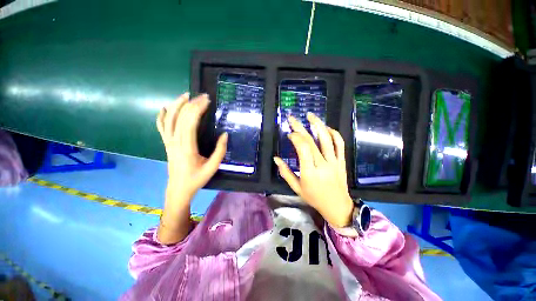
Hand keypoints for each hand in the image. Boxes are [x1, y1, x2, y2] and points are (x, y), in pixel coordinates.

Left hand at [157, 93, 227, 207]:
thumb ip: (220, 150)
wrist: (179, 189)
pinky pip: (160, 127)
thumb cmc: (197, 179)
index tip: (207, 101)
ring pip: (169, 119)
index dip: (198, 109)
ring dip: (177, 105)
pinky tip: (165, 107)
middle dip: (192, 104)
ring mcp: (168, 142)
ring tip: (186, 95)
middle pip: (181, 117)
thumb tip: (225, 134)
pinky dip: (161, 116)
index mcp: (187, 147)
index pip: (190, 122)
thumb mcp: (213, 167)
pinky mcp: (166, 144)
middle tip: (202, 96)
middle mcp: (175, 141)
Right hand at [274, 113, 352, 227]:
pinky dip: (334, 134)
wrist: (337, 206)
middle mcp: (322, 164)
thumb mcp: (296, 188)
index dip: (295, 137)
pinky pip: (340, 144)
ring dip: (318, 125)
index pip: (302, 148)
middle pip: (311, 141)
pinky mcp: (341, 161)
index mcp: (309, 172)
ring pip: (327, 139)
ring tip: (310, 115)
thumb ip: (285, 172)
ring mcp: (334, 162)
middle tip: (292, 118)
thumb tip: (276, 159)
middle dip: (300, 127)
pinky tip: (326, 128)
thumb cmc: (314, 198)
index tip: (289, 133)